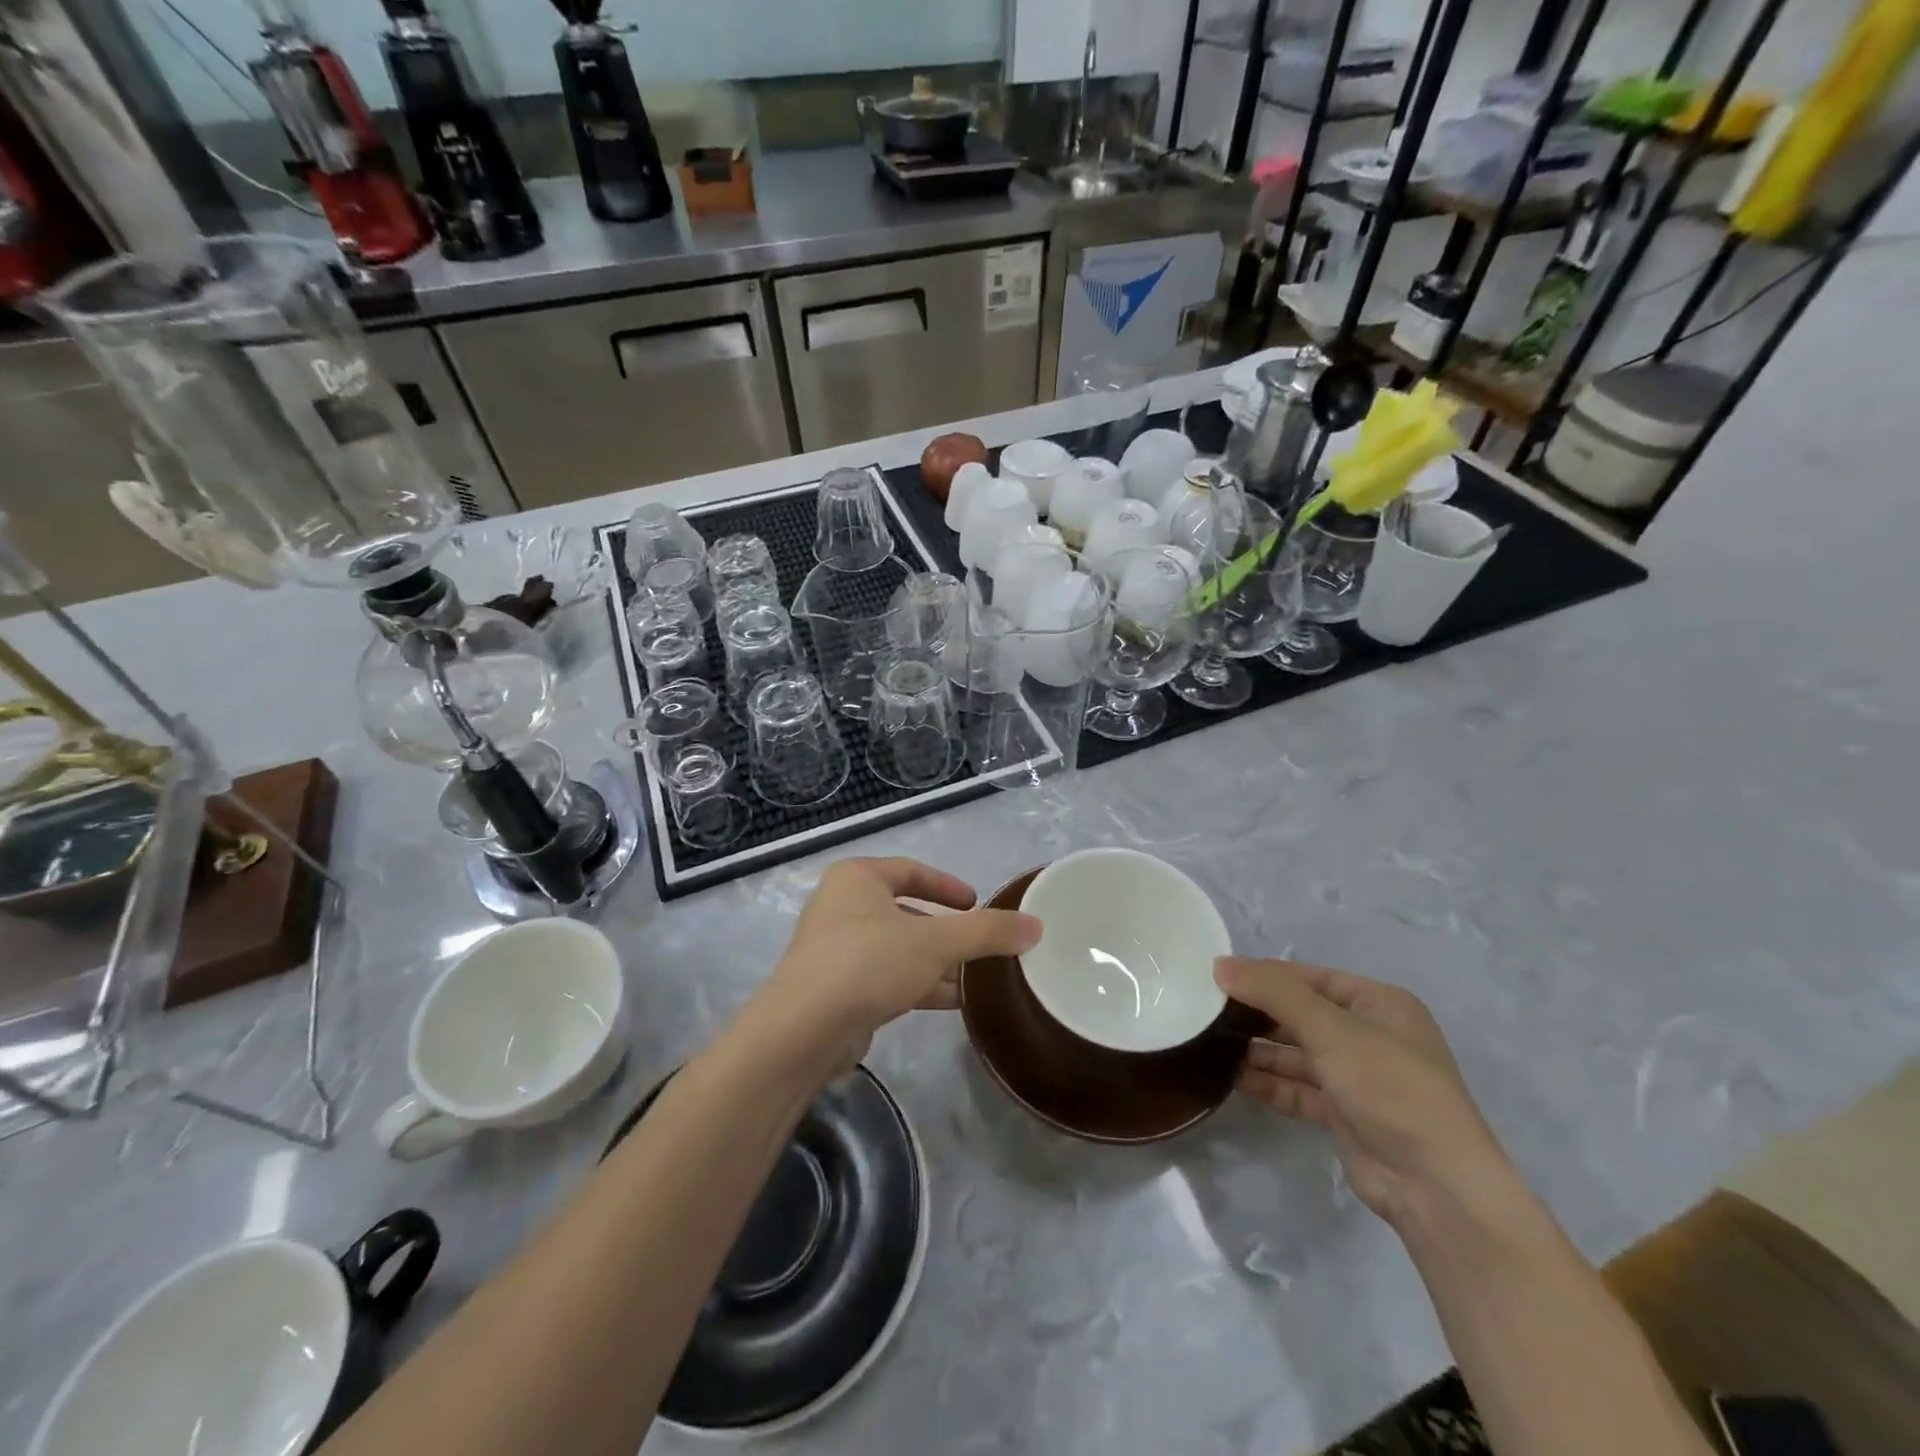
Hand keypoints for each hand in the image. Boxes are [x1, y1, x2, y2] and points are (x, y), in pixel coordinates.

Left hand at [748, 858, 1040, 1072]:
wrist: (803, 1031)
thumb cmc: (867, 963)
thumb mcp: (935, 942)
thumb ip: (986, 932)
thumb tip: (1035, 926)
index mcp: (857, 878)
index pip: (910, 870)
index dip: (947, 885)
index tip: (976, 903)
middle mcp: (842, 907)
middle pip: (906, 912)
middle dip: (945, 932)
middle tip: (981, 946)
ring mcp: (836, 950)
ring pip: (898, 949)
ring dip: (936, 963)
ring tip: (977, 980)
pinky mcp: (836, 989)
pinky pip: (886, 978)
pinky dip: (918, 985)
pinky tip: (952, 1003)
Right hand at [1217, 956, 1515, 1230]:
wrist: (1436, 1186)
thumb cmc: (1389, 1086)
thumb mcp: (1330, 1028)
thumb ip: (1273, 993)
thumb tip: (1219, 964)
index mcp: (1378, 1004)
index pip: (1310, 977)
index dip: (1265, 975)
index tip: (1216, 977)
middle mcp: (1369, 1035)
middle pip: (1301, 1014)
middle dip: (1257, 1013)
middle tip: (1205, 1009)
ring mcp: (1358, 1078)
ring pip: (1296, 1053)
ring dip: (1258, 1049)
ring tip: (1209, 1042)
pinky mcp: (1344, 1114)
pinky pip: (1297, 1088)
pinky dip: (1268, 1083)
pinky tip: (1229, 1077)